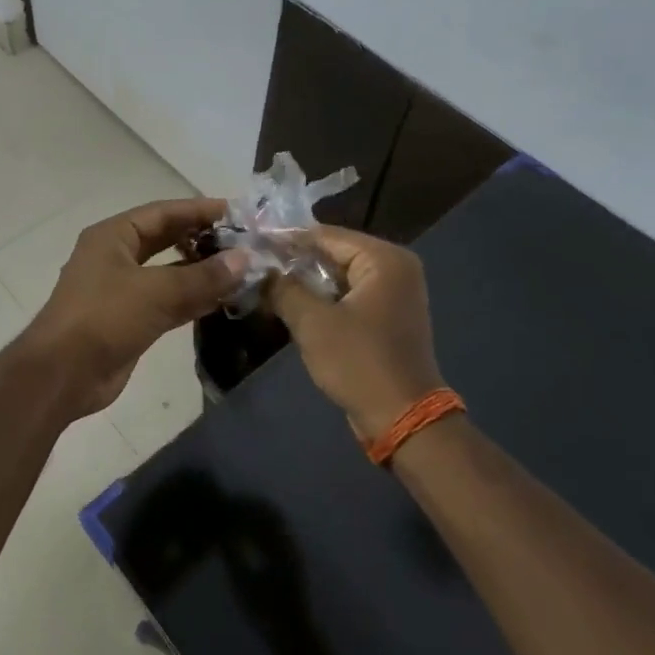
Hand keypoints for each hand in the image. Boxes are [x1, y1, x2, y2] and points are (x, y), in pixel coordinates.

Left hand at [23, 197, 246, 415]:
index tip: (237, 213)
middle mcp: (116, 257)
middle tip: (244, 242)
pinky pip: (167, 302)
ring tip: (242, 270)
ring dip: (201, 273)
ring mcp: (122, 290)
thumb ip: (202, 277)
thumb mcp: (156, 292)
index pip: (163, 212)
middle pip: (166, 239)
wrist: (63, 374)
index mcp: (113, 236)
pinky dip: (193, 300)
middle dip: (202, 240)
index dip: (199, 210)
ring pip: (169, 273)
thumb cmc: (104, 318)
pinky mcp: (130, 320)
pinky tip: (223, 300)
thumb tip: (244, 259)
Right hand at [268, 226, 445, 434]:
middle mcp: (395, 268)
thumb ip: (283, 288)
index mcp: (384, 259)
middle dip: (295, 261)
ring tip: (266, 282)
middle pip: (334, 253)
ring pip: (339, 276)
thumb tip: (261, 269)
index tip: (252, 242)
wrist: (402, 418)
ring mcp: (394, 294)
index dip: (286, 239)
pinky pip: (349, 296)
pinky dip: (323, 299)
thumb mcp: (312, 322)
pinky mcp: (388, 317)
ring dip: (306, 282)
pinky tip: (291, 304)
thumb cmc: (359, 362)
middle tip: (255, 264)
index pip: (326, 235)